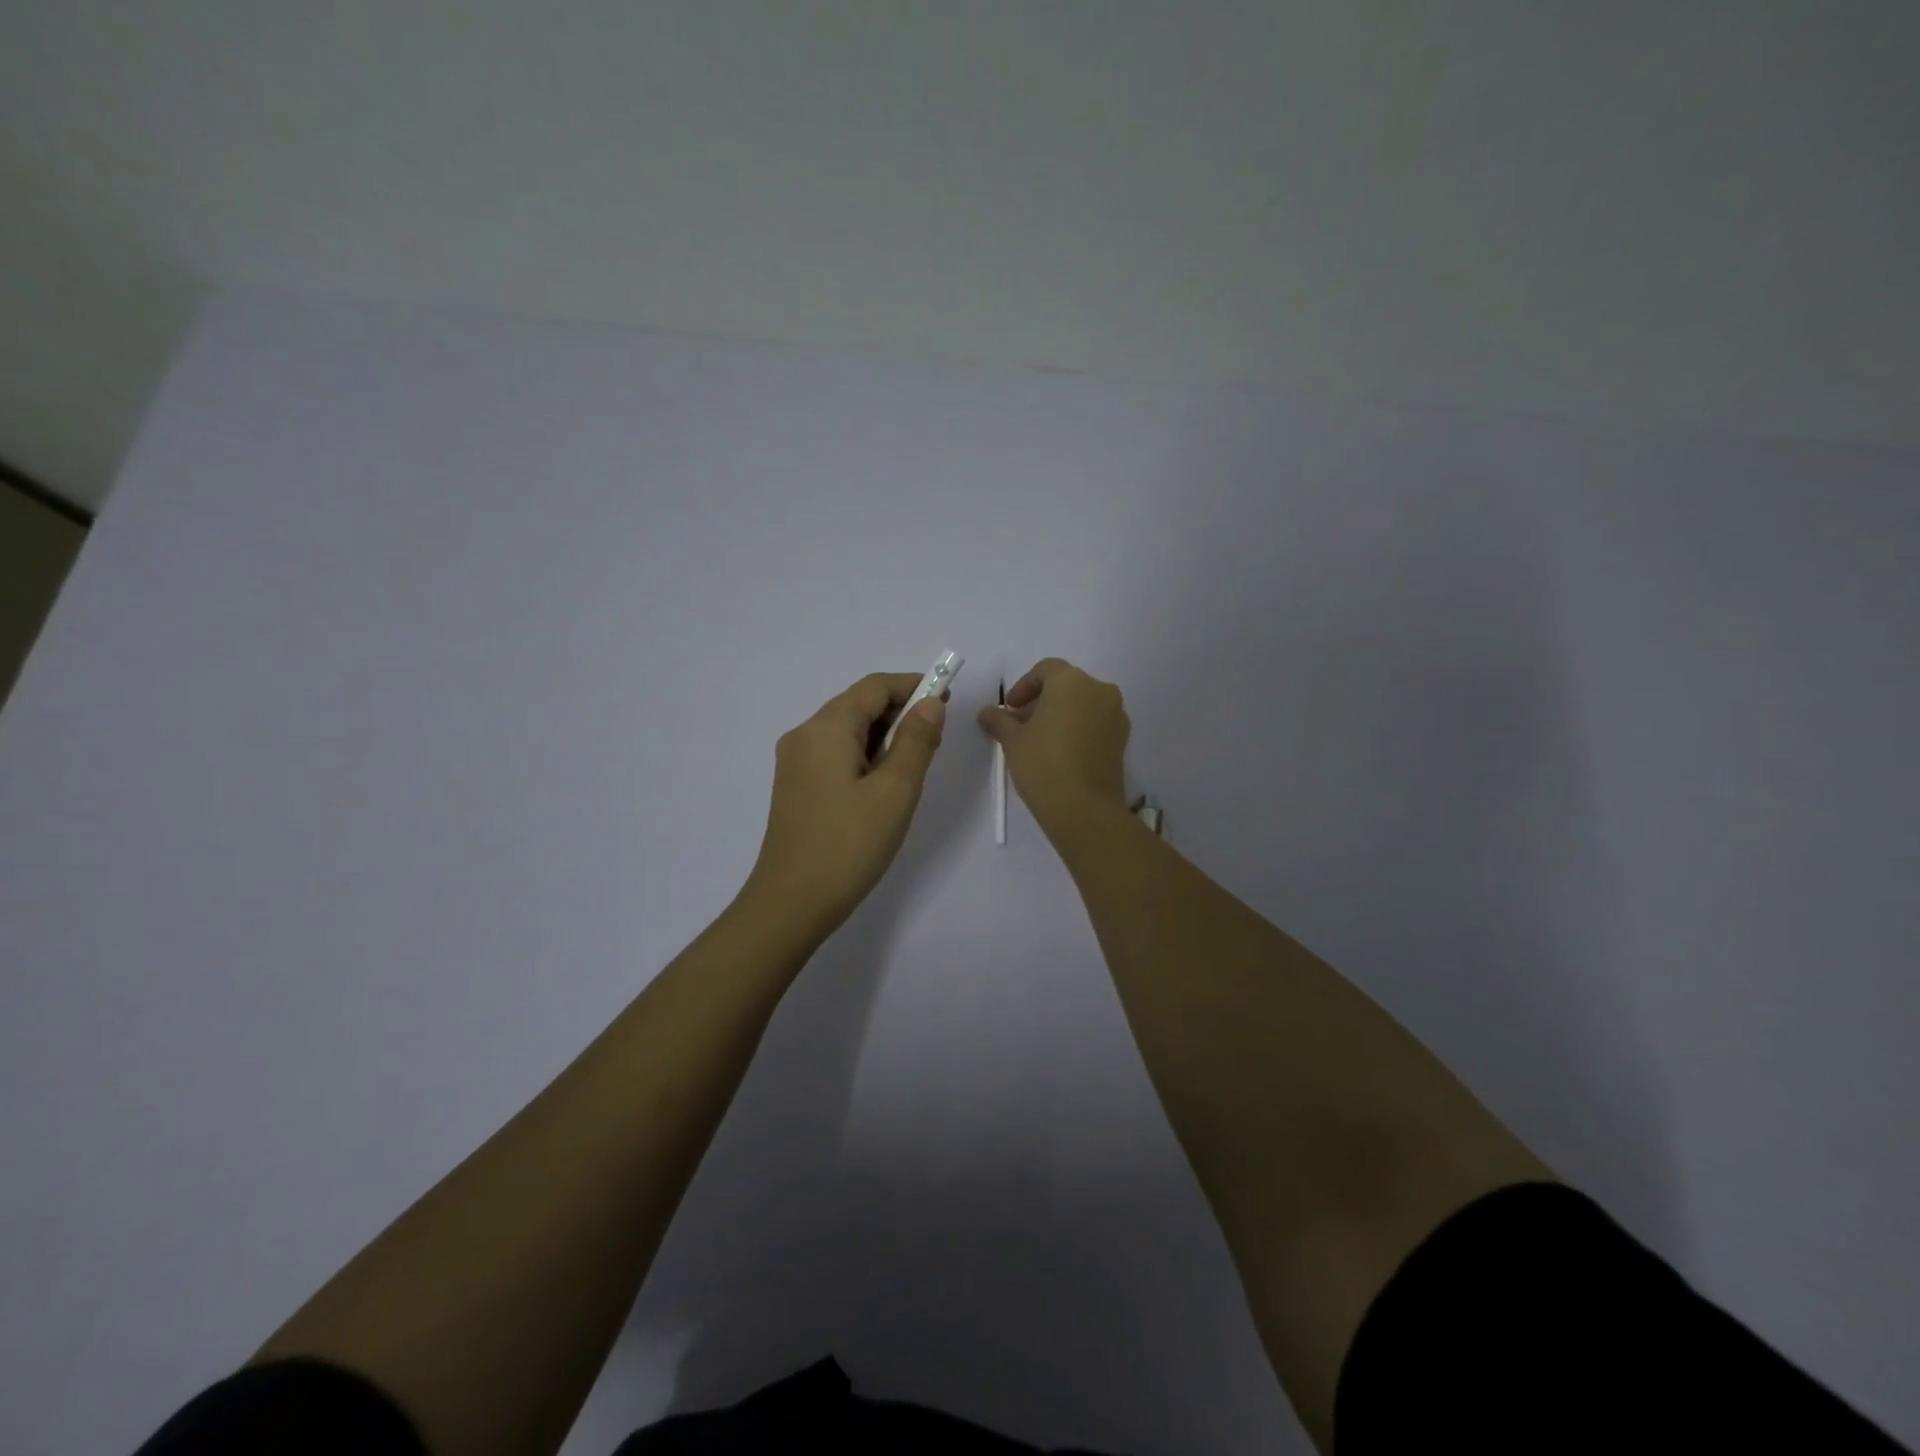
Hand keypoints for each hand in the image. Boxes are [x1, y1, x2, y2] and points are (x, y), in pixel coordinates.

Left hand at [743, 672, 946, 939]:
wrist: (791, 903)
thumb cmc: (849, 844)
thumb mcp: (895, 791)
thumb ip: (916, 741)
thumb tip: (931, 704)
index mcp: (827, 728)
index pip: (874, 687)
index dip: (913, 685)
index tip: (947, 699)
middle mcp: (805, 735)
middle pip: (857, 705)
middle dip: (900, 711)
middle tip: (937, 736)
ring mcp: (795, 762)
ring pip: (847, 731)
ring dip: (884, 735)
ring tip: (915, 762)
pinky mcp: (795, 786)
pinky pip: (835, 754)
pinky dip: (865, 755)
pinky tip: (884, 782)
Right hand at [977, 658, 1129, 837]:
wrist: (1084, 808)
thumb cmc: (1043, 764)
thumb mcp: (1013, 740)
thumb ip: (999, 720)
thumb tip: (986, 712)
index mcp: (1071, 681)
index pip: (1045, 670)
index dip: (1024, 687)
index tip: (1009, 709)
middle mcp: (1099, 689)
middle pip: (1066, 686)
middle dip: (1041, 701)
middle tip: (1020, 726)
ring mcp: (1116, 714)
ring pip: (1083, 704)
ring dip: (1061, 714)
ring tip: (1040, 740)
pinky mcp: (1123, 738)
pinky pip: (1096, 722)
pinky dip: (1078, 728)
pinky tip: (1061, 751)